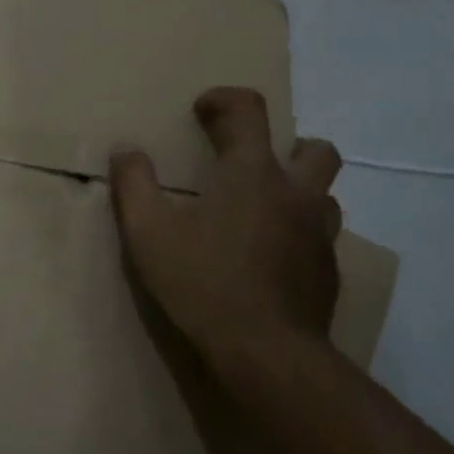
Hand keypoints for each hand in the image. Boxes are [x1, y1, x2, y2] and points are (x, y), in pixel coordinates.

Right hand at [109, 88, 342, 373]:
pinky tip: (270, 259)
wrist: (267, 354)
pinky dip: (298, 234)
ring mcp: (319, 234)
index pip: (249, 110)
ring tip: (262, 211)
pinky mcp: (328, 273)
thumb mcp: (149, 233)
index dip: (225, 99)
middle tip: (252, 164)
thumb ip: (134, 184)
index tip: (202, 110)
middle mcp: (296, 194)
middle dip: (287, 145)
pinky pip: (320, 237)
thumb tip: (125, 150)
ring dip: (298, 191)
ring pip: (324, 195)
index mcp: (253, 174)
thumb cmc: (204, 283)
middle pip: (315, 149)